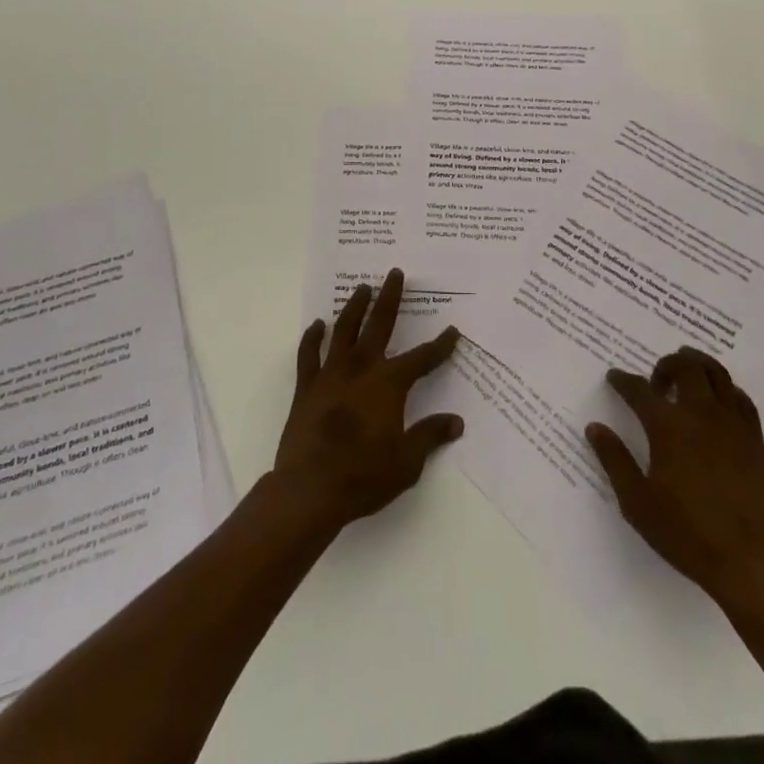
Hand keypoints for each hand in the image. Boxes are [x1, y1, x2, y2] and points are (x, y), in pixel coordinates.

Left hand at [270, 269, 462, 533]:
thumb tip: (456, 422)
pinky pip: (309, 354)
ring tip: (362, 288)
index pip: (422, 359)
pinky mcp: (307, 386)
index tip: (453, 331)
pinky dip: (313, 337)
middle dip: (390, 298)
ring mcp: (331, 374)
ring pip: (344, 330)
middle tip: (395, 273)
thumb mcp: (407, 462)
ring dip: (354, 307)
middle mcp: (361, 368)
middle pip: (379, 324)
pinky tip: (317, 325)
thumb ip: (430, 436)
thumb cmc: (364, 476)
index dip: (440, 346)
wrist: (310, 489)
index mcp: (389, 384)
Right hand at [587, 347, 763, 610]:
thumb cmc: (688, 534)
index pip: (639, 390)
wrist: (751, 563)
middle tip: (656, 382)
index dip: (623, 381)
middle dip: (665, 365)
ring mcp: (732, 423)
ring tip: (686, 376)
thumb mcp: (638, 503)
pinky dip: (726, 389)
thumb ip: (614, 460)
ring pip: (716, 372)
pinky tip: (718, 402)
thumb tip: (594, 427)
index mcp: (668, 427)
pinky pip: (741, 398)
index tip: (615, 378)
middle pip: (684, 366)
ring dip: (697, 365)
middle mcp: (700, 414)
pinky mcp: (755, 438)